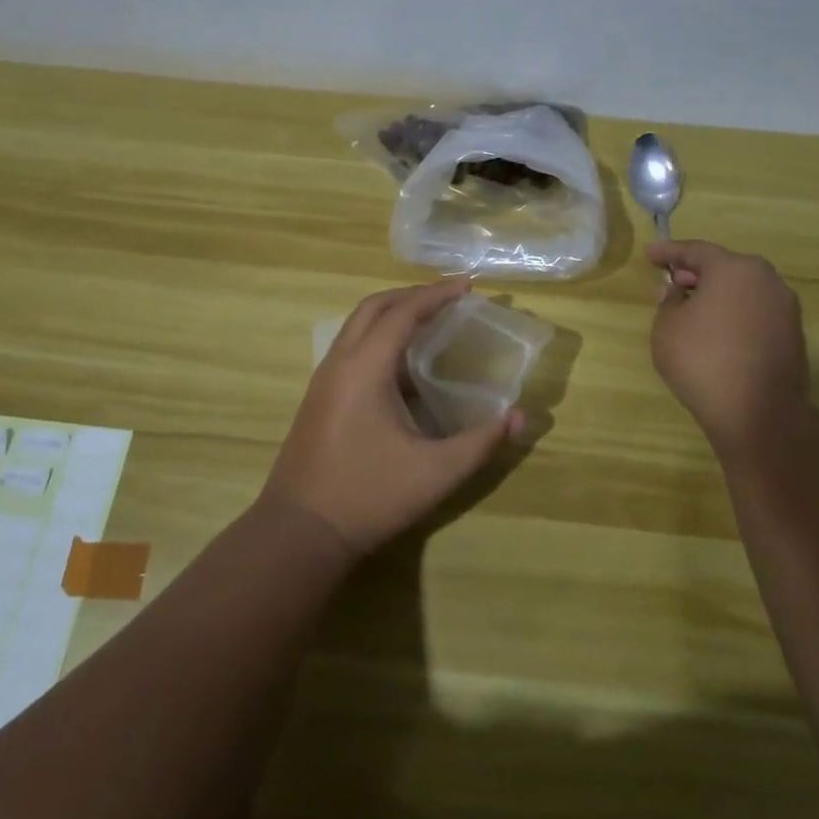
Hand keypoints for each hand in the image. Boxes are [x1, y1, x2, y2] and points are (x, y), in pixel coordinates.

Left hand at [263, 279, 523, 557]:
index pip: (403, 313)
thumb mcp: (435, 472)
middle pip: (373, 308)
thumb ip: (481, 442)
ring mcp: (323, 381)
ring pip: (356, 327)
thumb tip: (519, 417)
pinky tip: (402, 370)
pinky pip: (350, 350)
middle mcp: (339, 363)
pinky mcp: (318, 400)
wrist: (299, 533)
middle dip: (411, 295)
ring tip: (428, 323)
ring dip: (391, 315)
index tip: (467, 285)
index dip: (436, 295)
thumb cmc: (368, 496)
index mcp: (365, 368)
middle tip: (448, 298)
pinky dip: (378, 340)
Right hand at [647, 240, 811, 451]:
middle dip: (696, 271)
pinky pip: (756, 311)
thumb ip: (669, 301)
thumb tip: (677, 291)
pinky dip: (734, 312)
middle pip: (725, 266)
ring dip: (718, 292)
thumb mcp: (667, 327)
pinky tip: (717, 329)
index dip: (669, 251)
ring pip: (744, 289)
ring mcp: (785, 307)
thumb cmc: (703, 360)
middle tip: (673, 280)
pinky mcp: (793, 334)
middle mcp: (766, 280)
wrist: (759, 414)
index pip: (696, 251)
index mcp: (734, 269)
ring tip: (693, 306)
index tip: (649, 254)